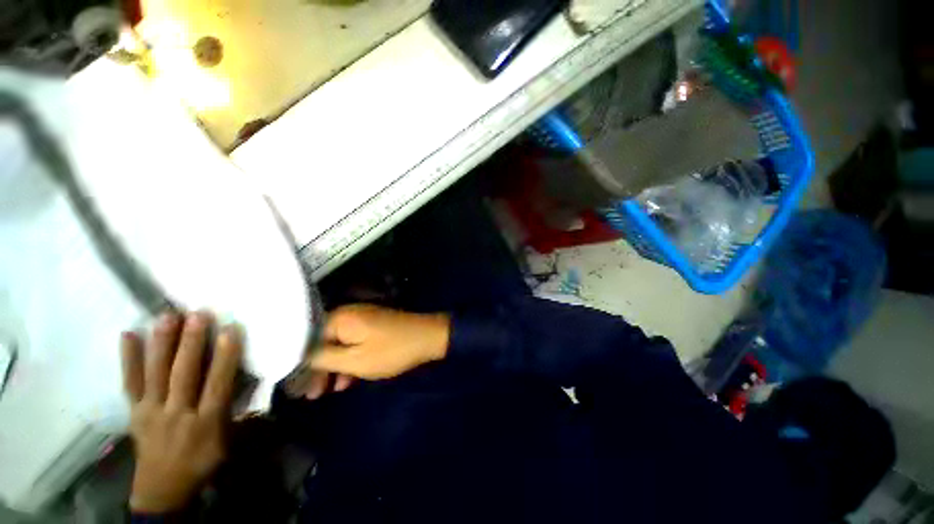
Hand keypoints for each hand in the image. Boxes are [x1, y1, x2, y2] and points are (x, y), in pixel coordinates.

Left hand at [121, 311, 242, 513]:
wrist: (162, 489)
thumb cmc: (204, 461)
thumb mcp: (231, 443)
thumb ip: (245, 414)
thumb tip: (262, 385)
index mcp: (207, 422)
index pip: (217, 384)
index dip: (224, 356)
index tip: (230, 329)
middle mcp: (178, 413)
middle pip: (184, 374)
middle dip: (191, 343)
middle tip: (197, 314)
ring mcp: (152, 411)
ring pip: (156, 373)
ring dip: (162, 343)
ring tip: (167, 316)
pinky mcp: (134, 411)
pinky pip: (130, 382)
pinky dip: (128, 359)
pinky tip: (127, 334)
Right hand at [308, 305, 450, 379]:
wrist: (428, 337)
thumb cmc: (391, 350)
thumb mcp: (355, 360)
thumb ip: (323, 358)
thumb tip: (299, 356)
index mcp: (340, 318)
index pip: (307, 340)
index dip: (300, 364)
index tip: (296, 387)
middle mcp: (348, 314)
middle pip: (322, 342)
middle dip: (317, 370)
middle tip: (311, 395)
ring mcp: (362, 319)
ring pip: (338, 345)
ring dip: (333, 368)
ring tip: (326, 392)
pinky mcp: (373, 326)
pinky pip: (353, 343)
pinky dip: (348, 360)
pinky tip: (346, 381)